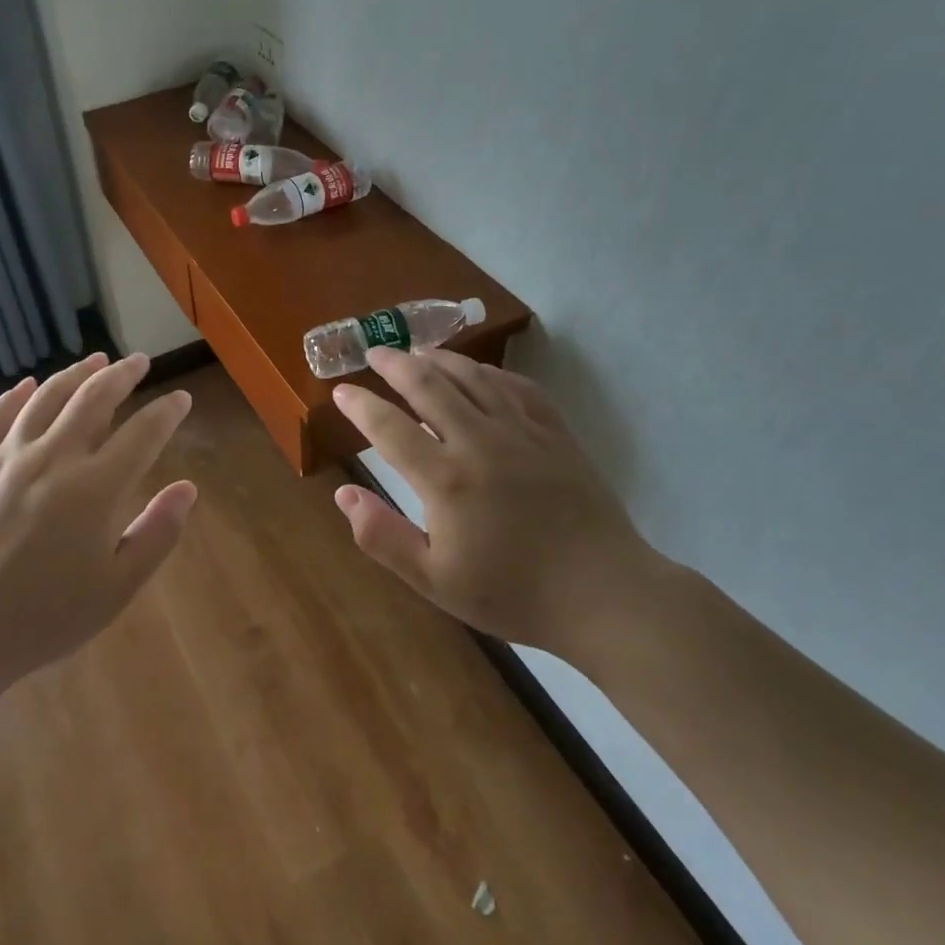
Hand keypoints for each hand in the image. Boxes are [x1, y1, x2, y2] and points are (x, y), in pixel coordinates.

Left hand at [0, 352, 195, 707]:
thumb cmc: (46, 616)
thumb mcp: (117, 588)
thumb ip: (157, 533)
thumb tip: (188, 488)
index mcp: (94, 489)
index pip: (142, 433)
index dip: (166, 412)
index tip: (180, 398)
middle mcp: (52, 459)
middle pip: (93, 399)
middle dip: (122, 375)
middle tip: (139, 362)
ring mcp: (6, 459)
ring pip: (45, 398)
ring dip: (75, 374)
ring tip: (96, 359)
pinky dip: (13, 397)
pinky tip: (27, 384)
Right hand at [330, 347, 660, 669]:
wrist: (604, 595)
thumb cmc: (513, 593)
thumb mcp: (435, 581)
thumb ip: (383, 537)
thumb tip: (344, 493)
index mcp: (446, 479)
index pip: (389, 428)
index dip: (360, 406)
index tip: (341, 391)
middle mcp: (480, 442)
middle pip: (430, 386)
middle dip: (396, 365)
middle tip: (376, 353)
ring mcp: (523, 432)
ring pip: (473, 377)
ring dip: (440, 358)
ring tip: (417, 350)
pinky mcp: (556, 433)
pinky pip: (518, 387)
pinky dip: (491, 372)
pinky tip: (480, 372)